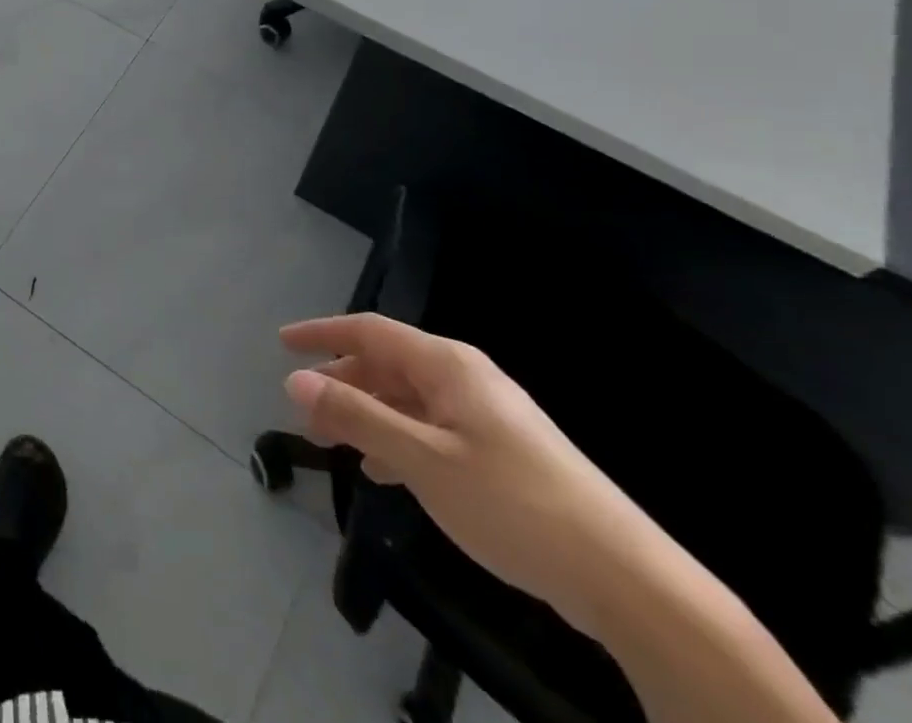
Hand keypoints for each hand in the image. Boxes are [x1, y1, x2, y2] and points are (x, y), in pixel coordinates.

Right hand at [281, 313, 657, 634]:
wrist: (629, 580)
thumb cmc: (513, 504)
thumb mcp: (422, 460)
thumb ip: (356, 416)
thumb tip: (295, 381)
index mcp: (447, 365)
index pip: (369, 330)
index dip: (322, 333)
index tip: (282, 343)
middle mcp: (466, 378)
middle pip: (388, 364)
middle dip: (342, 382)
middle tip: (305, 410)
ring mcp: (488, 415)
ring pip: (409, 400)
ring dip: (368, 415)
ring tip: (335, 444)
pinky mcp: (504, 452)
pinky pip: (433, 429)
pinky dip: (399, 440)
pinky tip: (385, 472)